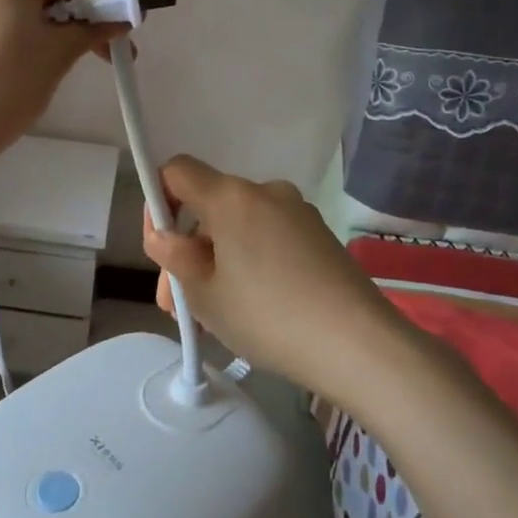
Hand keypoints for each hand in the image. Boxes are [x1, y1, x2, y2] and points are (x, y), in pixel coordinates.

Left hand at [0, 0, 120, 185]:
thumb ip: (91, 29)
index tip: (120, 35)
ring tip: (45, 66)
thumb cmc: (1, 88)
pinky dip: (2, 32)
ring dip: (35, 24)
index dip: (103, 3)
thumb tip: (119, 18)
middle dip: (68, 15)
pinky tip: (6, 67)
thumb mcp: (57, 56)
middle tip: (91, 56)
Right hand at [142, 155, 407, 401]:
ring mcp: (298, 212)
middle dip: (187, 248)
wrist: (360, 346)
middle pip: (209, 206)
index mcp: (231, 196)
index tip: (162, 247)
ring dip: (218, 260)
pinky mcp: (320, 236)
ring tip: (215, 315)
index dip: (158, 200)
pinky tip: (255, 307)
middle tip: (178, 304)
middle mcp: (266, 191)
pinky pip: (268, 238)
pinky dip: (251, 262)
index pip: (177, 170)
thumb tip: (166, 236)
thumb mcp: (204, 294)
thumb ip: (173, 256)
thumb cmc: (269, 317)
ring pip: (239, 227)